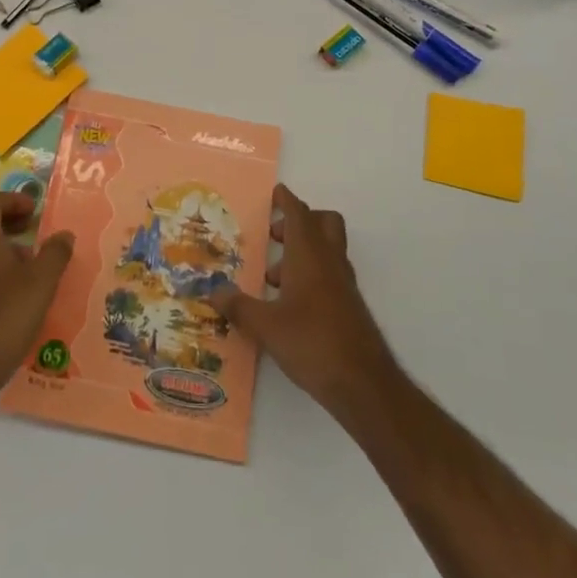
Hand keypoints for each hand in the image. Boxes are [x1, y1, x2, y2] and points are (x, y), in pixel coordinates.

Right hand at [210, 183, 399, 422]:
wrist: (363, 384)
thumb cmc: (312, 343)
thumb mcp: (266, 326)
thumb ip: (238, 306)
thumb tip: (212, 291)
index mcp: (309, 255)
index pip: (299, 214)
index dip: (287, 200)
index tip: (275, 193)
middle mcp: (330, 262)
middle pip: (324, 223)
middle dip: (300, 221)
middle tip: (274, 235)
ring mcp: (343, 285)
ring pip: (328, 249)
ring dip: (303, 251)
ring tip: (272, 277)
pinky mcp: (349, 307)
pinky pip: (330, 274)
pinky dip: (311, 275)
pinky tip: (290, 303)